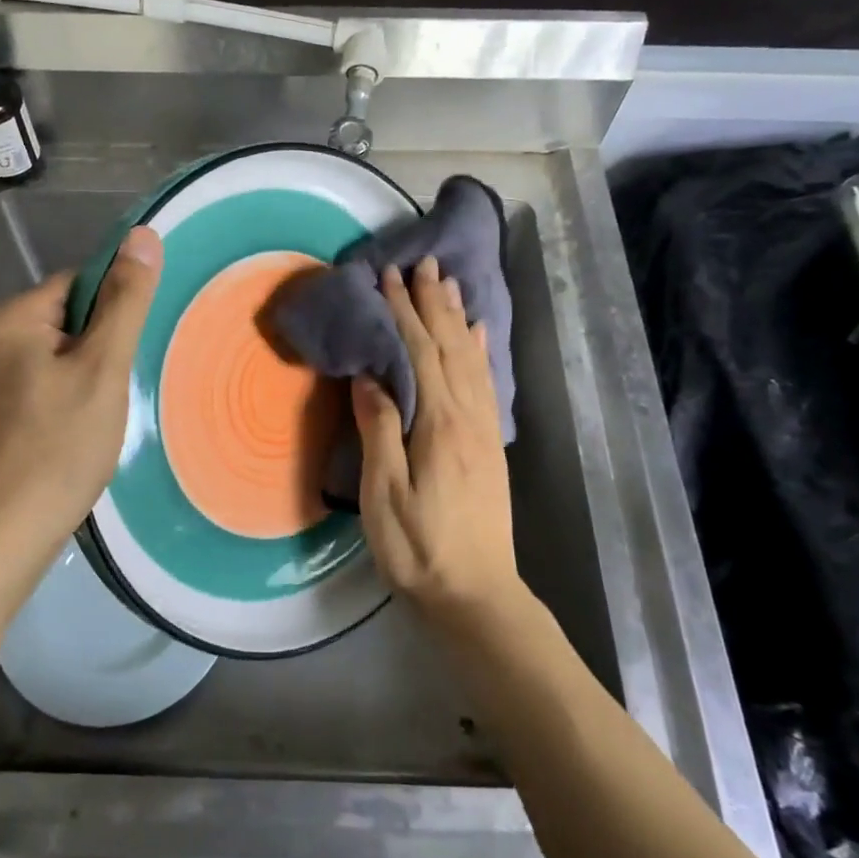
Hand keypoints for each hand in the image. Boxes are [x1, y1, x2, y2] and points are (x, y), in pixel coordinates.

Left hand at [0, 226, 163, 567]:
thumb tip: (143, 235)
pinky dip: (63, 397)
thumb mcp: (103, 368)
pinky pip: (38, 383)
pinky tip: (74, 432)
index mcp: (11, 316)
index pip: (79, 284)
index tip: (127, 353)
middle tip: (115, 391)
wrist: (3, 530)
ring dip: (84, 375)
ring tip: (98, 416)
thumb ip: (125, 301)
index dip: (113, 313)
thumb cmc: (59, 445)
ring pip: (54, 354)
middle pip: (66, 319)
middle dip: (98, 348)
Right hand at [352, 255, 521, 621]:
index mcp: (439, 424)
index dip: (403, 313)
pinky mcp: (488, 445)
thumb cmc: (419, 549)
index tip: (388, 277)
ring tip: (448, 283)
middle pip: (449, 346)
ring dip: (456, 318)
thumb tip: (370, 377)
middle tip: (422, 263)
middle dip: (432, 303)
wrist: (475, 594)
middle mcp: (468, 416)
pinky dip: (480, 352)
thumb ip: (379, 431)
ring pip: (470, 359)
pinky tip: (477, 335)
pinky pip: (485, 383)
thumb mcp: (385, 495)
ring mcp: (483, 430)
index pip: (420, 353)